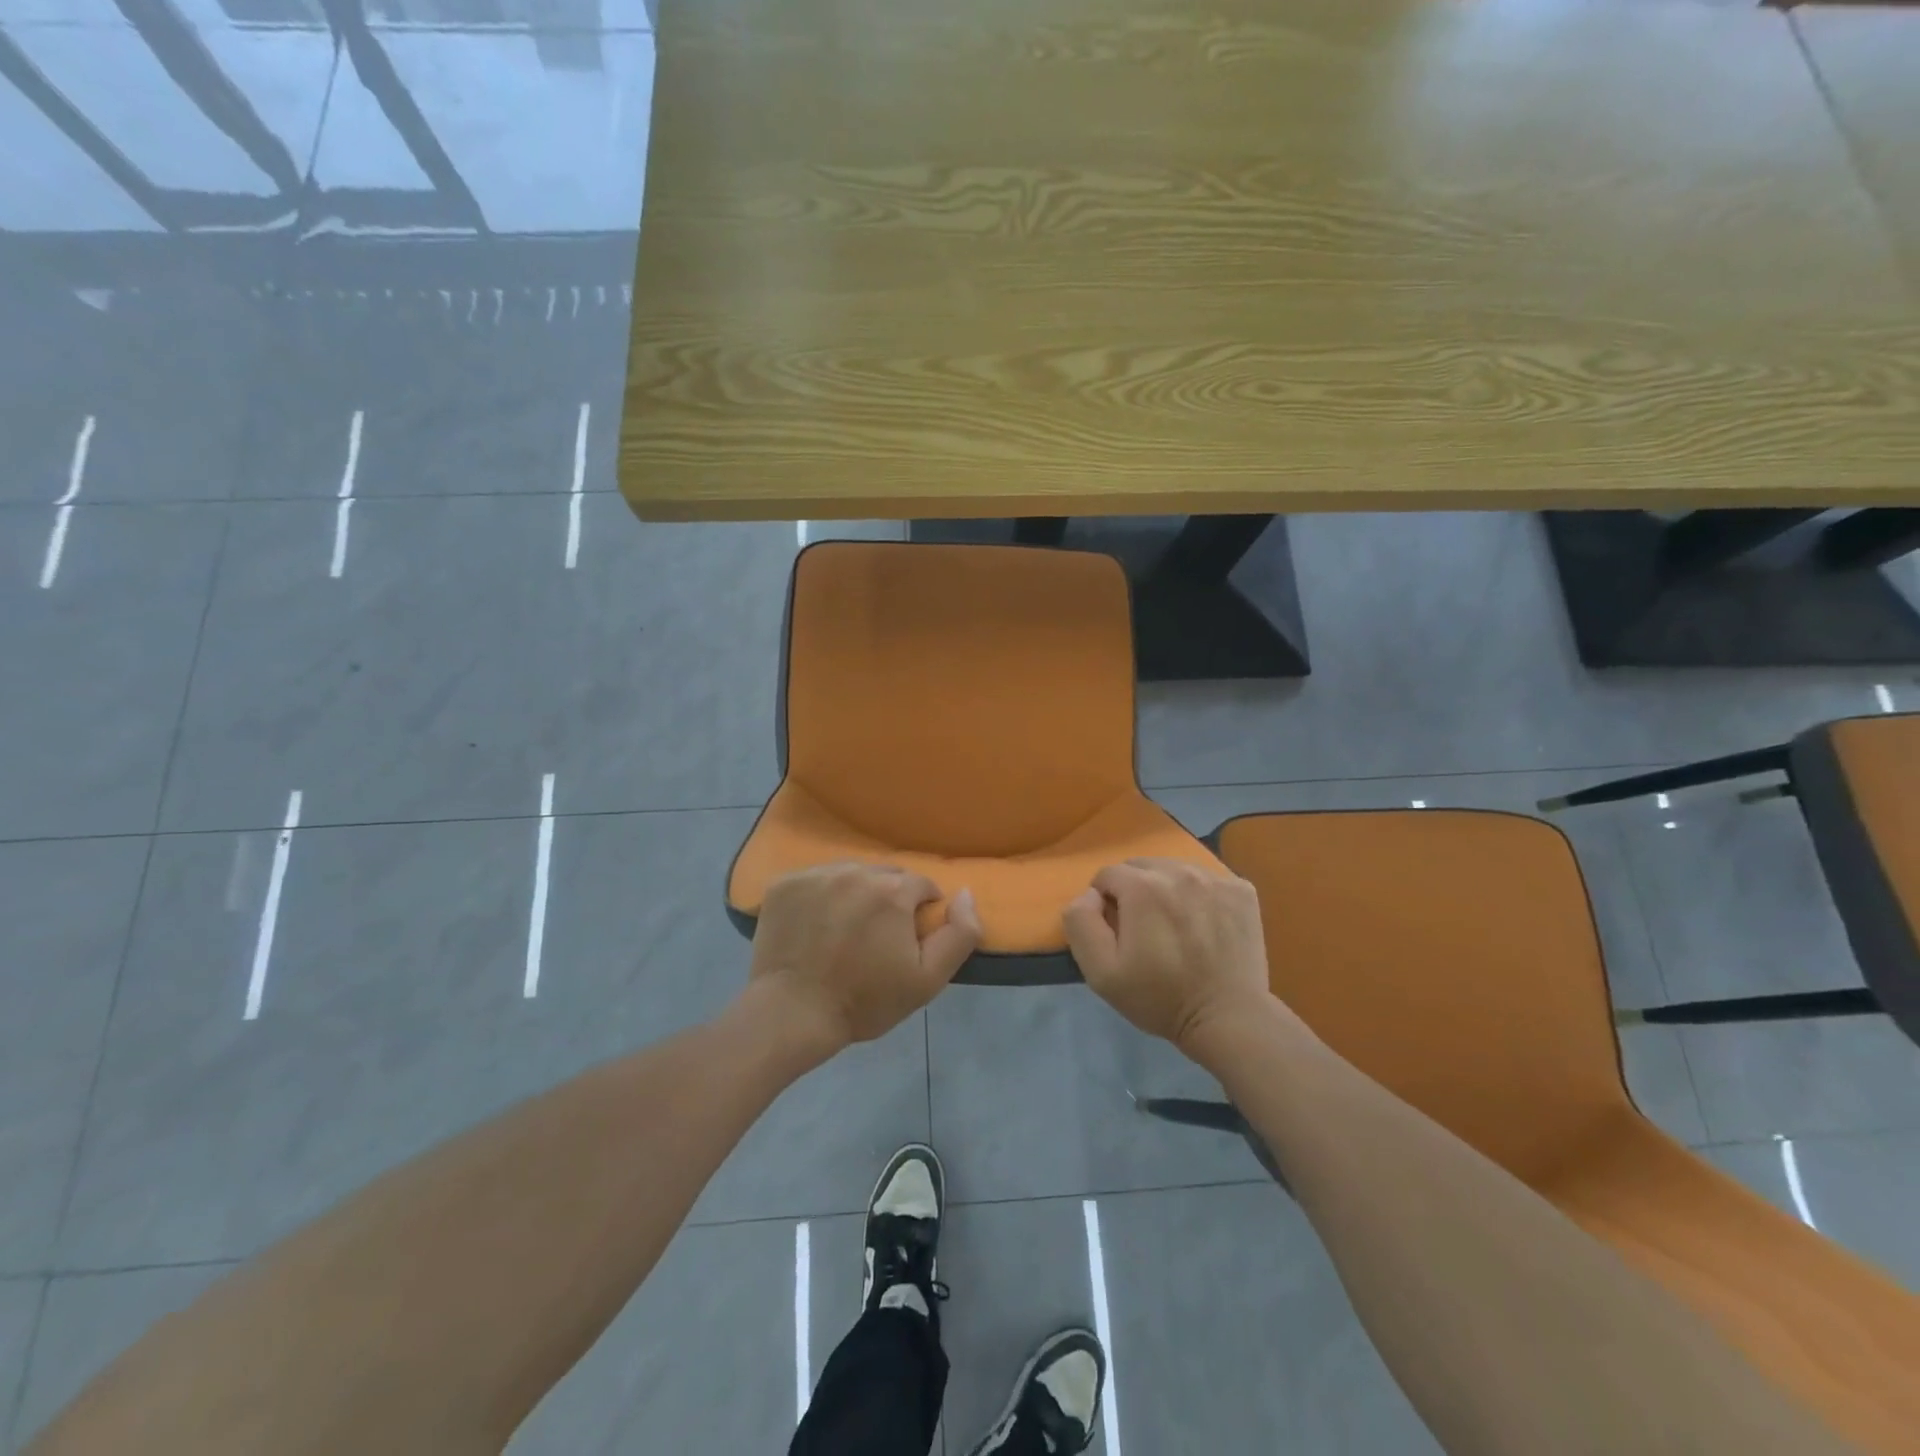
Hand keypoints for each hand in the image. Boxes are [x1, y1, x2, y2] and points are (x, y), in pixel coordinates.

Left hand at [749, 863, 980, 1053]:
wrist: (793, 1013)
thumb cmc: (865, 1000)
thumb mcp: (928, 979)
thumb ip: (960, 934)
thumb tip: (966, 893)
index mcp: (893, 890)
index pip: (921, 885)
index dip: (920, 912)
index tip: (906, 941)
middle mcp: (856, 871)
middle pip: (885, 876)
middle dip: (889, 900)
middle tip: (876, 938)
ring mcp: (817, 874)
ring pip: (850, 875)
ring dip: (855, 894)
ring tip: (844, 931)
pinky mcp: (785, 883)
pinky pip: (815, 880)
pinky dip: (820, 896)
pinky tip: (815, 926)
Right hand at [1063, 858, 1270, 1048]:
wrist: (1229, 1019)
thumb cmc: (1160, 998)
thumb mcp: (1101, 972)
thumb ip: (1081, 923)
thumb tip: (1089, 894)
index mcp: (1142, 886)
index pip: (1107, 875)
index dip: (1105, 903)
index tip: (1118, 933)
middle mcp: (1179, 871)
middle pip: (1141, 867)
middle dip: (1134, 891)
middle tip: (1145, 930)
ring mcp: (1215, 878)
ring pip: (1174, 869)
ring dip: (1167, 890)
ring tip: (1175, 927)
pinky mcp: (1242, 890)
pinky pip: (1208, 879)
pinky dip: (1200, 896)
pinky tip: (1204, 926)